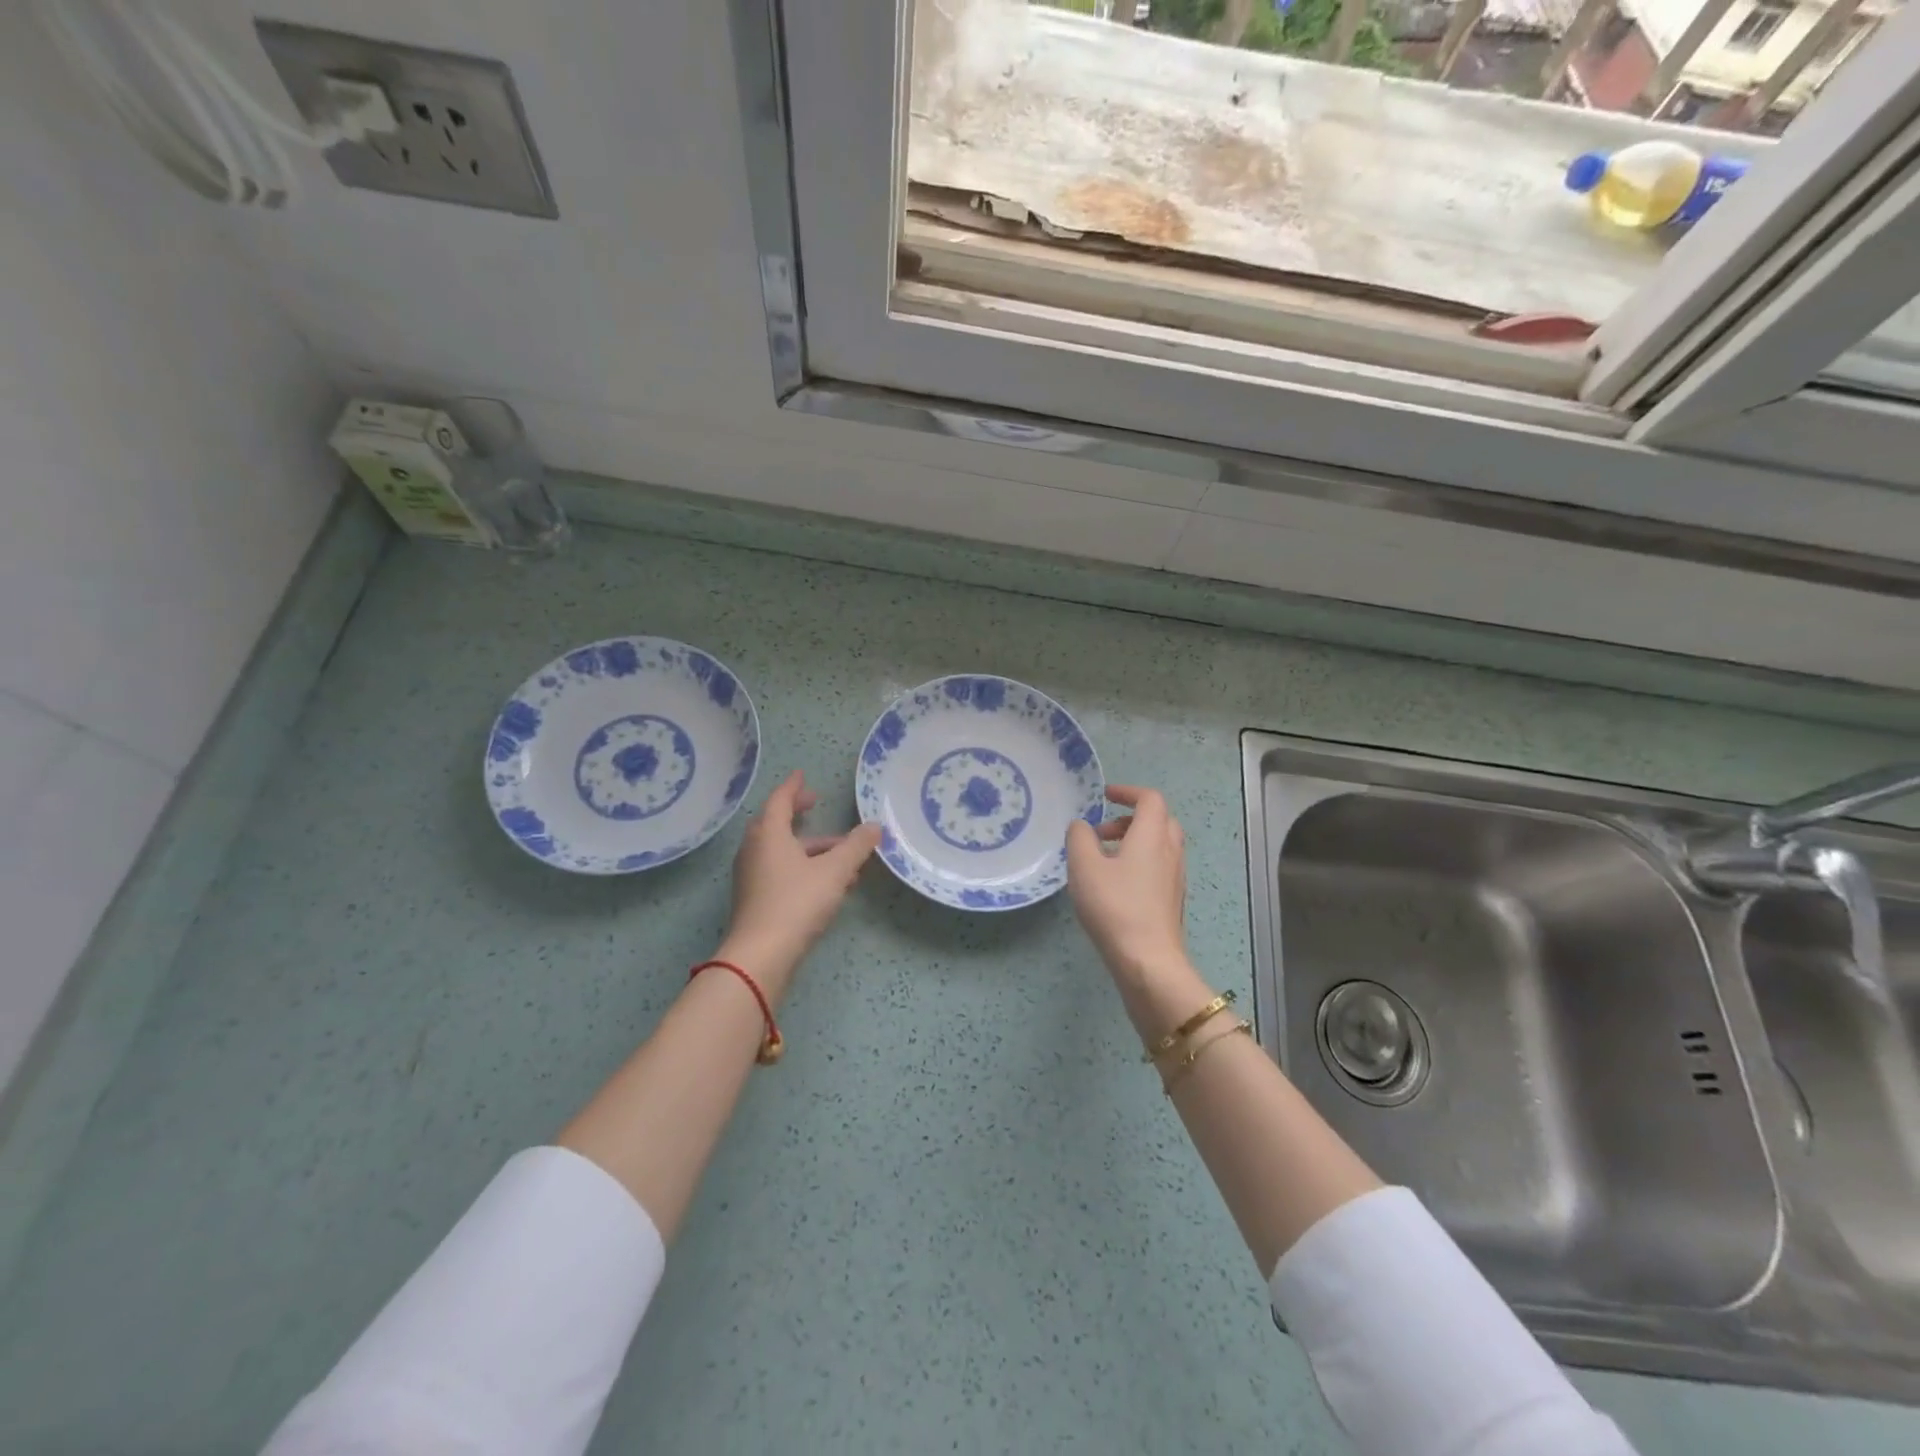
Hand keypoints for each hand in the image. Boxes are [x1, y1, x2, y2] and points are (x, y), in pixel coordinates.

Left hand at [718, 771, 881, 998]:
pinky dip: (804, 868)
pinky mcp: (755, 899)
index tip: (803, 775)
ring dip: (810, 848)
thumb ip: (856, 847)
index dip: (793, 787)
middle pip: (776, 823)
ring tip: (844, 857)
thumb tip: (875, 826)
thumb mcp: (835, 871)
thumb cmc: (797, 902)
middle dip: (798, 814)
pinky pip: (781, 872)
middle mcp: (755, 850)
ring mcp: (752, 876)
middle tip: (816, 805)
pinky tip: (831, 884)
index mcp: (769, 834)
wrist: (761, 956)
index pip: (780, 800)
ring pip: (782, 852)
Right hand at [1067, 785, 1208, 1035]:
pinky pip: (1159, 868)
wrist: (1148, 961)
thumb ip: (1079, 838)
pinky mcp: (1172, 901)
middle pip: (1159, 821)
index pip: (1150, 799)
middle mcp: (1170, 852)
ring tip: (1102, 861)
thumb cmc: (1115, 907)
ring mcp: (1175, 878)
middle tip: (1102, 832)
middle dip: (1130, 819)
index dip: (1128, 792)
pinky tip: (1115, 887)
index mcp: (1152, 836)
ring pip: (1160, 846)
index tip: (1105, 795)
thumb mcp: (1084, 867)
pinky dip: (1139, 864)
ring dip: (1134, 843)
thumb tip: (1082, 826)